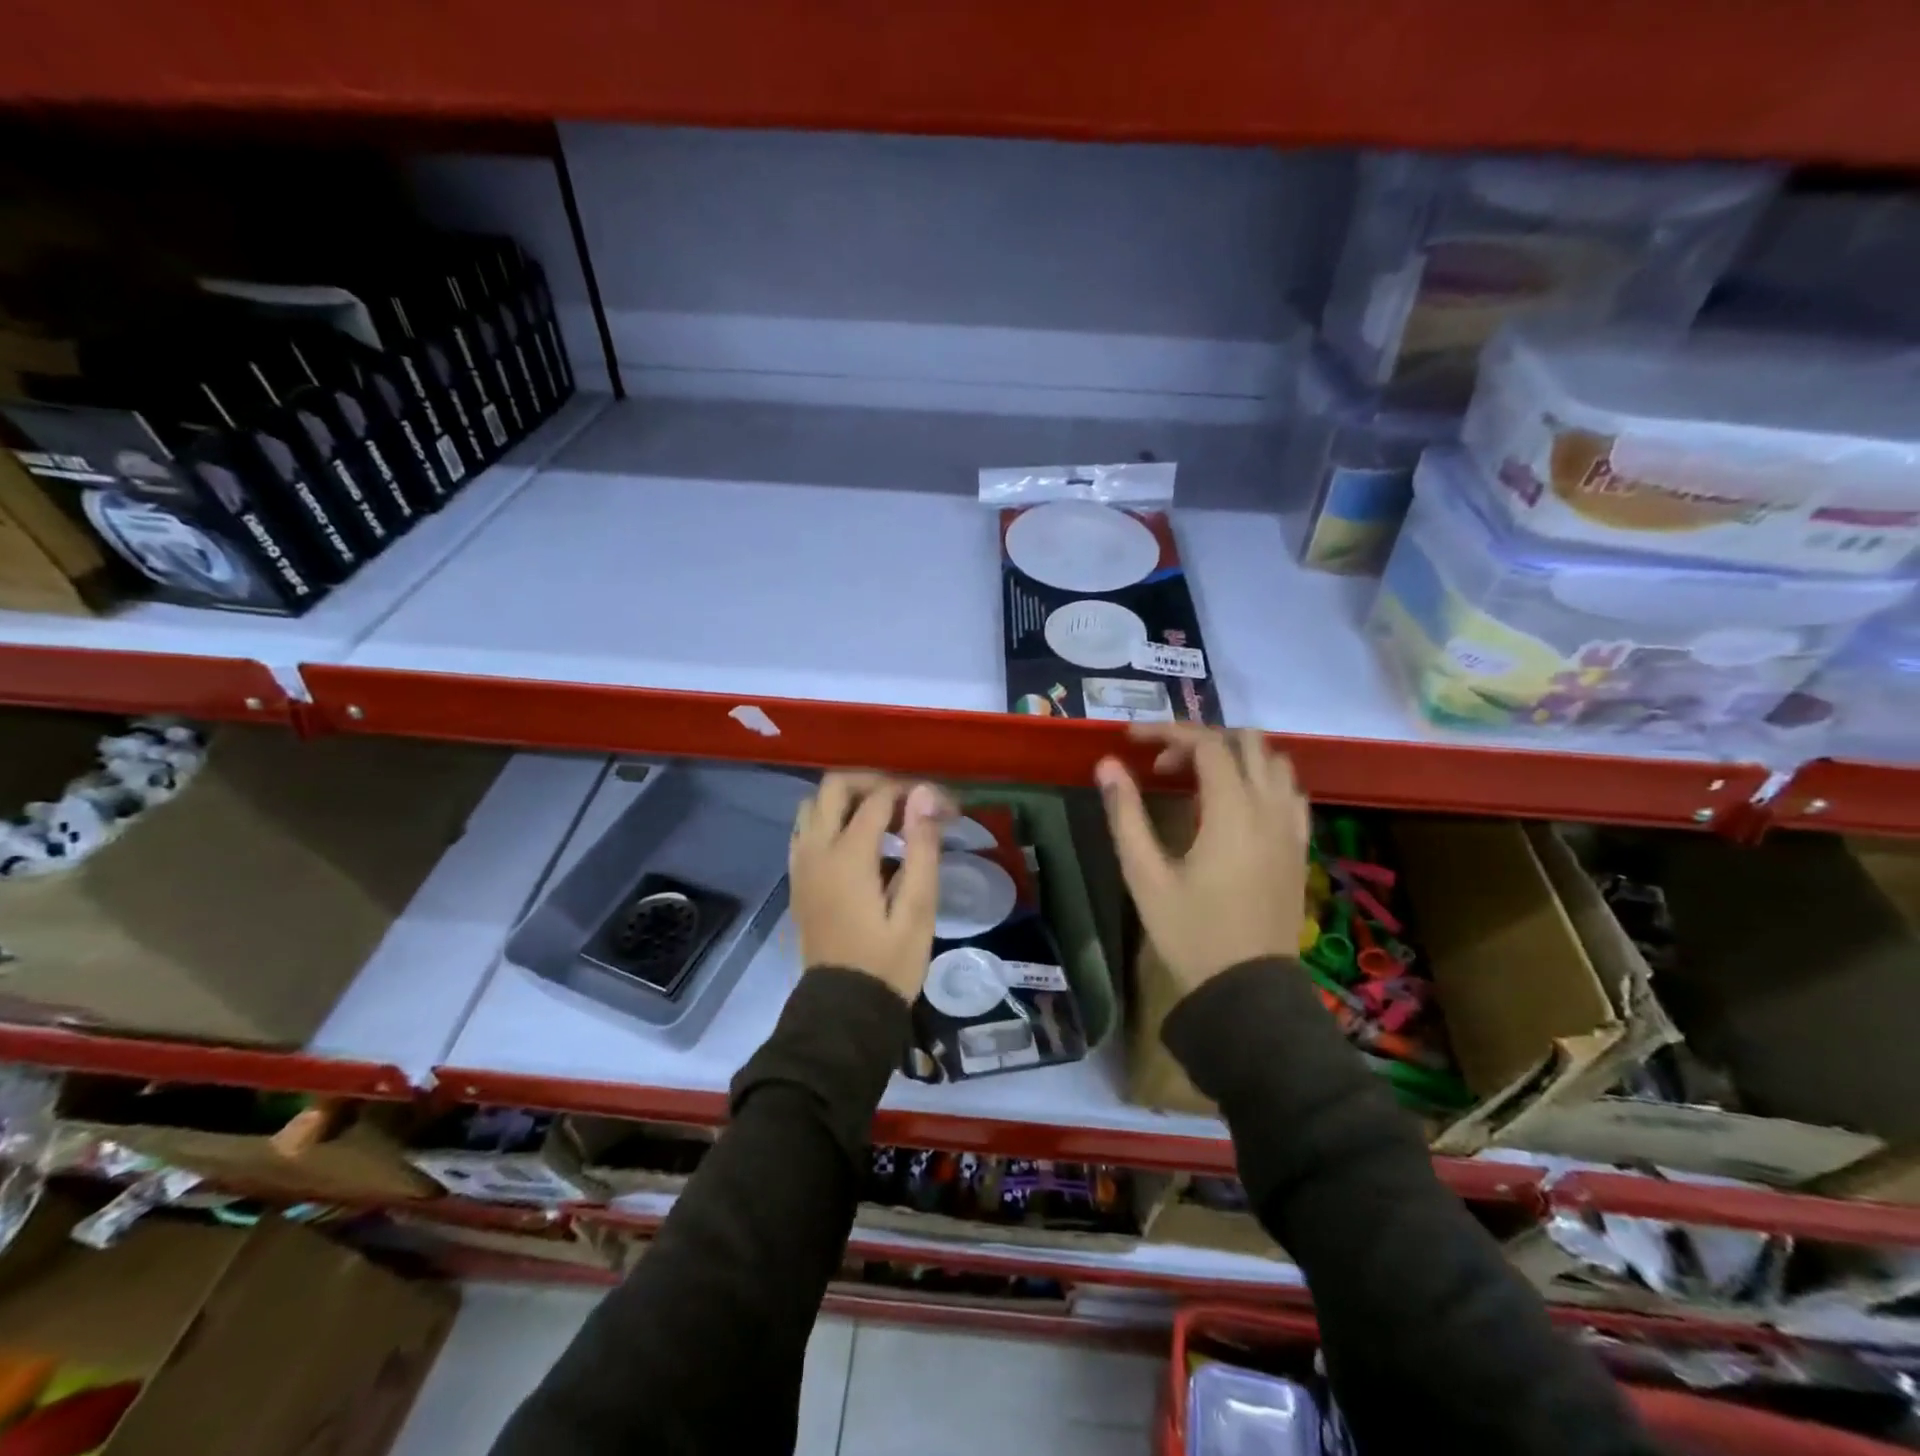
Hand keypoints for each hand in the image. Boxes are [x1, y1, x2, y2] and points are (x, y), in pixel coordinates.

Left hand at [789, 772, 950, 1003]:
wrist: (843, 1010)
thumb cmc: (889, 963)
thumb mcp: (918, 910)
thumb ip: (921, 848)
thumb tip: (923, 795)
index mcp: (848, 856)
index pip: (877, 799)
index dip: (910, 792)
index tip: (939, 805)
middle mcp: (816, 851)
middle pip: (833, 787)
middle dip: (870, 782)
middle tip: (904, 801)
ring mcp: (800, 865)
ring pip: (811, 805)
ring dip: (844, 800)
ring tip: (880, 819)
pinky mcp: (796, 880)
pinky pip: (804, 830)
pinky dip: (827, 820)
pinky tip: (855, 842)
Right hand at [1095, 726, 1309, 994]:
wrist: (1248, 992)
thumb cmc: (1190, 933)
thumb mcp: (1145, 875)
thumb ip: (1126, 814)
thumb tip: (1108, 765)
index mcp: (1233, 811)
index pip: (1207, 743)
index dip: (1167, 732)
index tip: (1131, 741)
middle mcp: (1270, 808)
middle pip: (1247, 741)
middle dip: (1201, 739)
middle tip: (1163, 766)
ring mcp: (1292, 828)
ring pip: (1275, 762)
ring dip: (1235, 756)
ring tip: (1197, 780)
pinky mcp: (1299, 848)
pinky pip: (1290, 792)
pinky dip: (1262, 780)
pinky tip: (1236, 805)